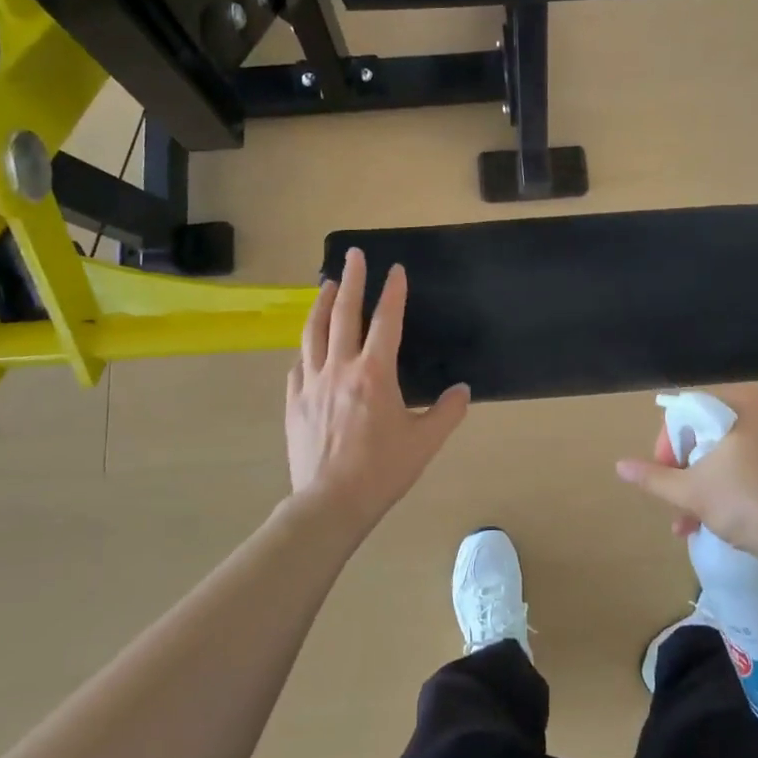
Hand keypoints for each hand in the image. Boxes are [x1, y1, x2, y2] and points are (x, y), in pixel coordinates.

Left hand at [286, 248, 469, 536]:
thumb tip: (462, 389)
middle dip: (350, 281)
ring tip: (325, 285)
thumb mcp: (425, 442)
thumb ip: (447, 412)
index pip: (386, 321)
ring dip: (321, 305)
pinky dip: (306, 347)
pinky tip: (308, 345)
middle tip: (352, 255)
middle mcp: (340, 368)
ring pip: (314, 333)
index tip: (395, 270)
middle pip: (343, 314)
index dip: (392, 292)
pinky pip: (298, 365)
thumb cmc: (382, 470)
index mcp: (374, 373)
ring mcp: (312, 383)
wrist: (331, 503)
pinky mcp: (294, 402)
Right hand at [614, 386, 757, 572]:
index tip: (663, 476)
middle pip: (703, 433)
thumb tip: (619, 466)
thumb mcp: (692, 491)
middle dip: (682, 471)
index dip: (667, 445)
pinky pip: (742, 463)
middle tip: (673, 502)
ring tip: (685, 523)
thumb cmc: (749, 504)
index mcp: (742, 402)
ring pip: (721, 453)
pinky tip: (708, 520)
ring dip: (698, 485)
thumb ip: (654, 477)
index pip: (686, 411)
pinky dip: (722, 486)